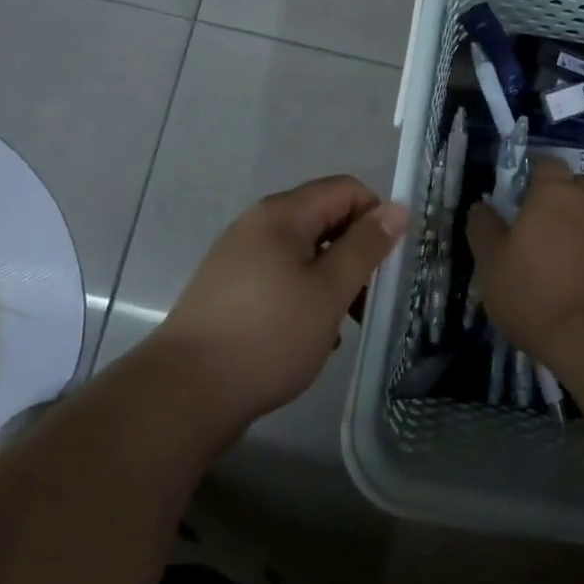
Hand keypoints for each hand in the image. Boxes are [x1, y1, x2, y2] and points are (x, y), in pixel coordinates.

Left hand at [155, 176, 407, 422]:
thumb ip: (366, 246)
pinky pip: (281, 277)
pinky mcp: (229, 289)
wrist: (186, 393)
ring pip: (305, 253)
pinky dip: (304, 296)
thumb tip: (397, 208)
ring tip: (339, 325)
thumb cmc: (269, 336)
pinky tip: (308, 335)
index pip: (347, 190)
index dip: (375, 219)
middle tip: (366, 300)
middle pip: (325, 219)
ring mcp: (239, 257)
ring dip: (331, 280)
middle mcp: (258, 225)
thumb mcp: (330, 291)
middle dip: (354, 253)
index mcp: (282, 214)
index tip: (384, 265)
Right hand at [466, 158, 583, 365]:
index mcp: (553, 192)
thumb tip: (482, 207)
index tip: (510, 195)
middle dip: (550, 196)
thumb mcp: (490, 260)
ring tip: (542, 253)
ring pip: (583, 214)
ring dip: (565, 224)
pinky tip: (562, 274)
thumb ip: (483, 227)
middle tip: (524, 223)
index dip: (528, 173)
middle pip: (569, 185)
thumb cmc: (530, 289)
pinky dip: (579, 249)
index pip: (545, 163)